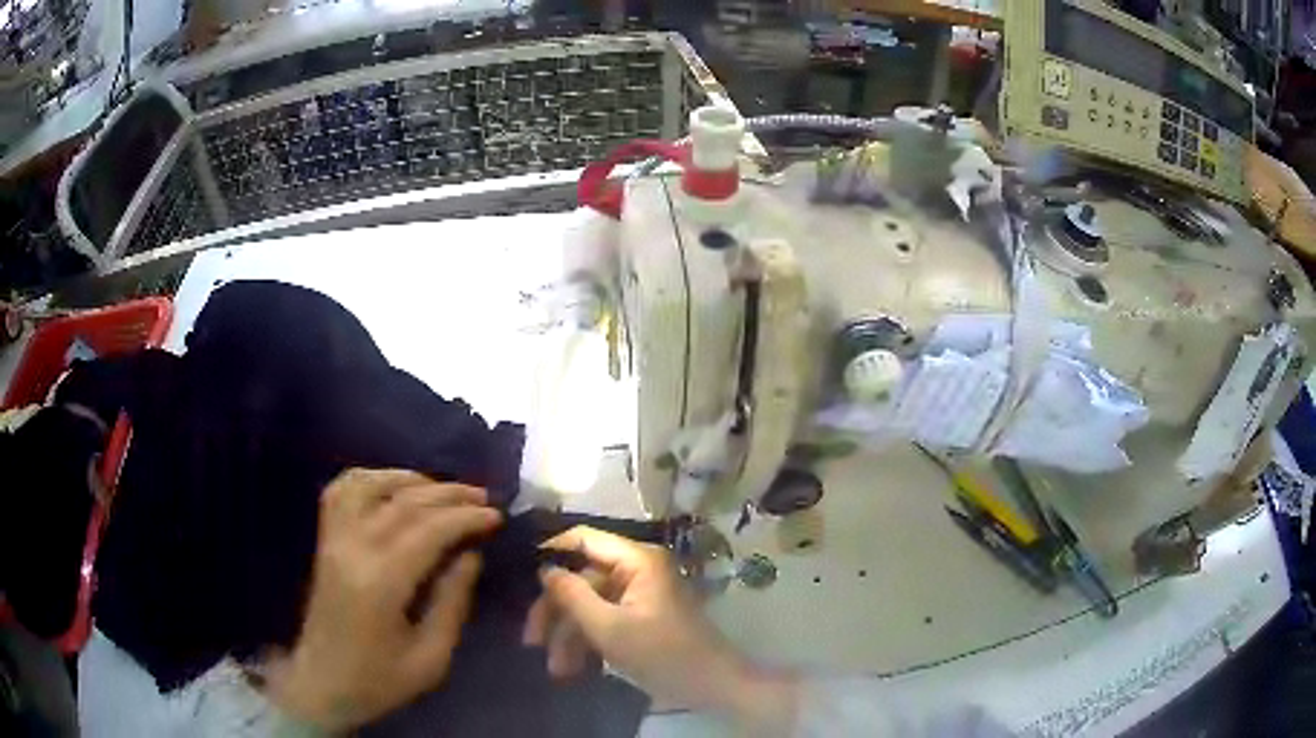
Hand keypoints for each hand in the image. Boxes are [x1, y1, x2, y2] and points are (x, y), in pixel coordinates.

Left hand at [264, 469, 501, 731]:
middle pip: (404, 502)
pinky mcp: (324, 541)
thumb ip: (452, 603)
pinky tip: (391, 486)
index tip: (496, 516)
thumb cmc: (379, 680)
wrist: (322, 684)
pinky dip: (368, 478)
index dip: (466, 517)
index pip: (428, 530)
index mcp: (381, 582)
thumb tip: (471, 556)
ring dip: (410, 479)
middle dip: (449, 494)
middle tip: (483, 497)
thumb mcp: (431, 658)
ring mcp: (333, 540)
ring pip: (370, 485)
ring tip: (442, 489)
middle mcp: (353, 548)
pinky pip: (340, 491)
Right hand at [523, 526, 798, 726]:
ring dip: (569, 636)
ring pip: (590, 604)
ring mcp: (639, 594)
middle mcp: (637, 569)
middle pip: (582, 578)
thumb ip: (572, 595)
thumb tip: (543, 568)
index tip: (520, 579)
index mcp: (636, 559)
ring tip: (556, 670)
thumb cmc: (663, 654)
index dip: (550, 554)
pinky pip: (605, 620)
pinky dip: (588, 642)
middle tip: (531, 642)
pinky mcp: (641, 617)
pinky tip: (573, 670)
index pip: (582, 539)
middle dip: (556, 612)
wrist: (712, 686)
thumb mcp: (609, 628)